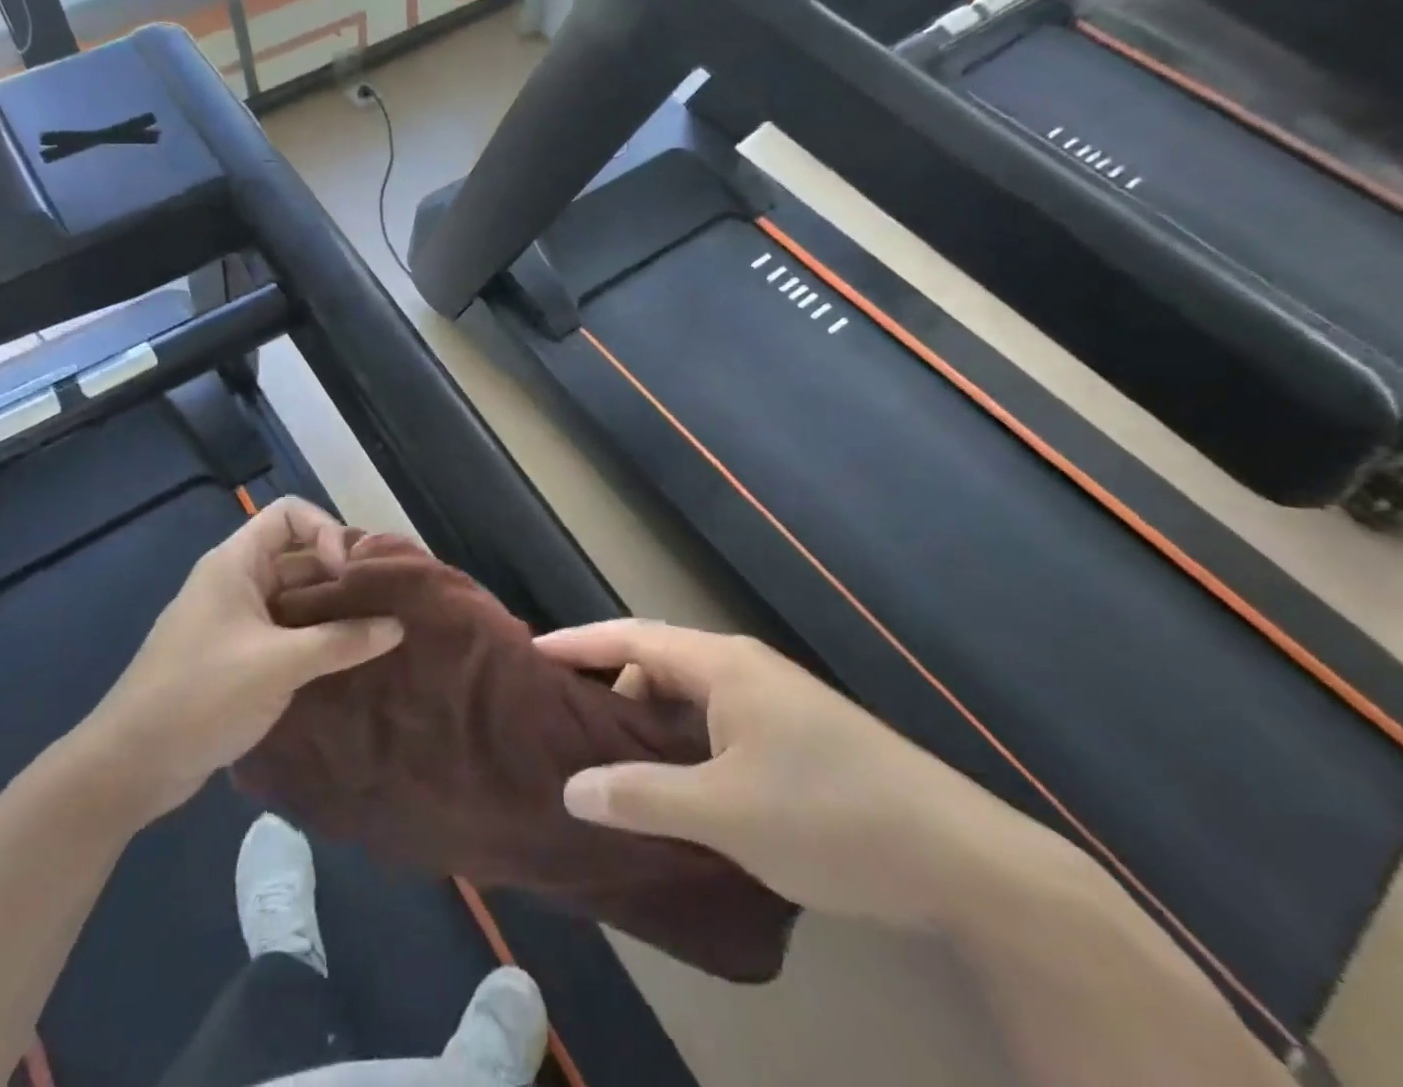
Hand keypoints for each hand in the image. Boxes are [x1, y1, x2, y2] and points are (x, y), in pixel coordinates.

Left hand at [77, 498, 402, 820]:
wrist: (129, 766)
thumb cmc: (201, 695)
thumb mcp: (278, 664)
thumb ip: (341, 642)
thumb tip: (398, 626)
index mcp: (236, 563)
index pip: (290, 514)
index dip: (326, 531)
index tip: (350, 572)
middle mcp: (238, 582)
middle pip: (299, 555)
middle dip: (341, 572)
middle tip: (387, 599)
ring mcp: (237, 621)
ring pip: (296, 597)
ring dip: (333, 609)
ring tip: (379, 630)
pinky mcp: (239, 657)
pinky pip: (288, 632)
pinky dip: (318, 639)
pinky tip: (349, 660)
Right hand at [538, 620, 1040, 929]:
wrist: (965, 859)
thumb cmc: (831, 816)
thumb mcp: (725, 812)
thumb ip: (642, 797)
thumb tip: (572, 789)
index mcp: (723, 665)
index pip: (632, 636)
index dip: (578, 643)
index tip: (531, 654)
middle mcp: (745, 669)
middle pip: (657, 662)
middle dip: (608, 686)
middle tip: (562, 723)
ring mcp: (775, 702)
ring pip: (689, 697)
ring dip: (647, 720)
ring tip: (608, 759)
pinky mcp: (796, 736)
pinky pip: (716, 723)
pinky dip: (681, 742)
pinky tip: (672, 784)